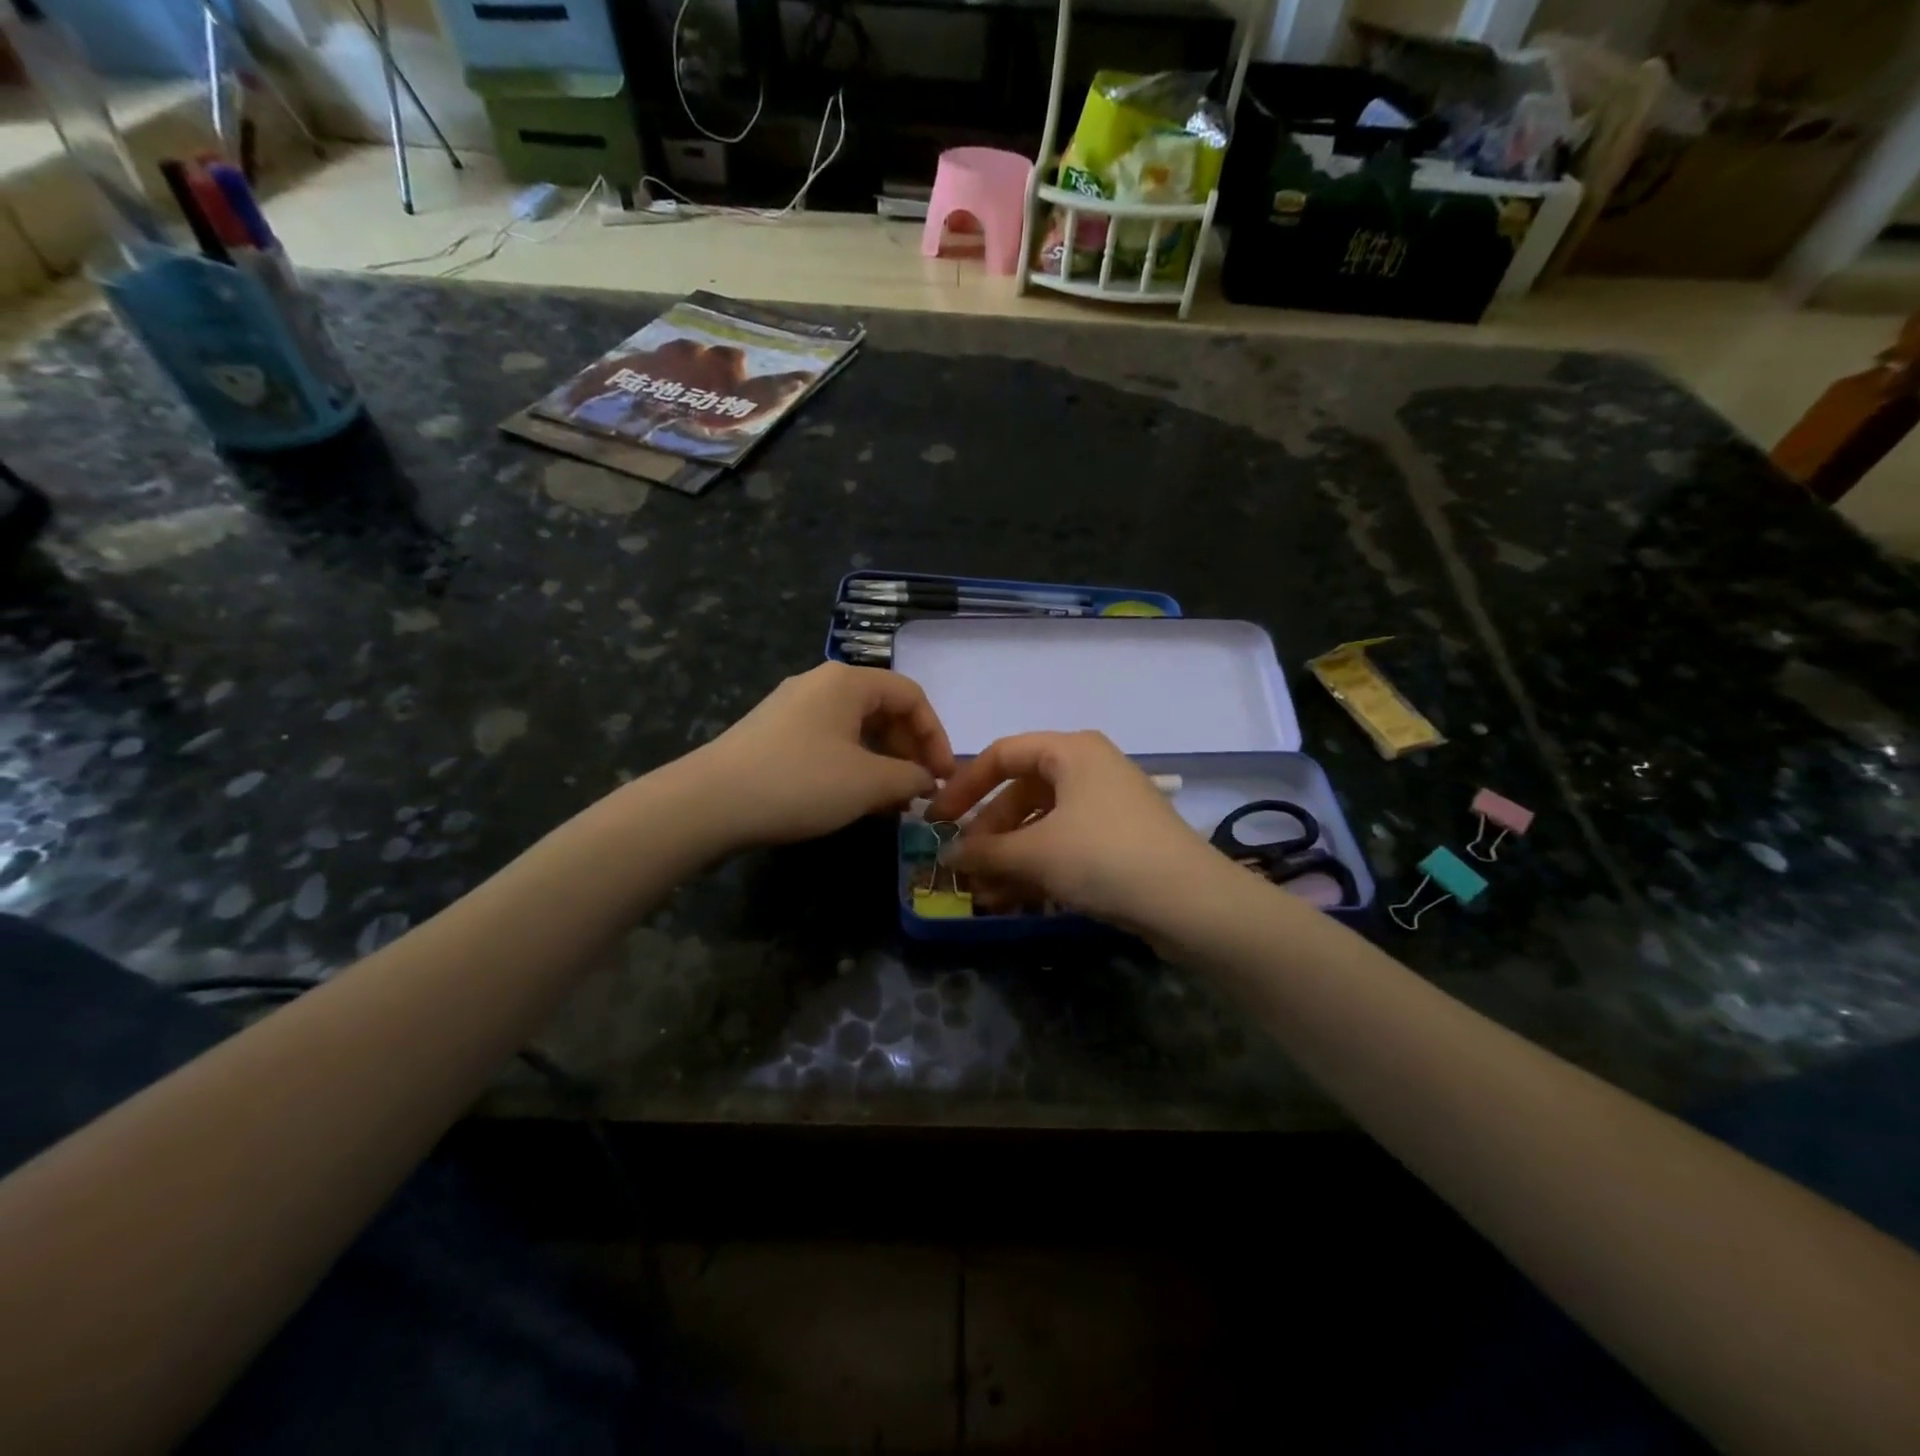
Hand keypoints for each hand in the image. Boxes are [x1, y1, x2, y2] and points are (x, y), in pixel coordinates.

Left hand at [692, 663, 955, 849]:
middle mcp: (821, 684)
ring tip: (892, 802)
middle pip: (883, 709)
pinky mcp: (774, 734)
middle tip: (920, 790)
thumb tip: (926, 779)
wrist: (709, 803)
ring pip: (856, 729)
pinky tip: (855, 800)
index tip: (944, 775)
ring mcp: (793, 708)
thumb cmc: (800, 782)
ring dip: (883, 762)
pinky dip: (853, 766)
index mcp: (848, 681)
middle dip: (909, 750)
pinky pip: (829, 742)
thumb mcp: (868, 783)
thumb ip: (910, 777)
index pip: (911, 696)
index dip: (936, 735)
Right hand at [924, 731, 1223, 932]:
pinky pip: (1065, 845)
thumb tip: (947, 857)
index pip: (1002, 755)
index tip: (937, 819)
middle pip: (1022, 793)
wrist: (1191, 902)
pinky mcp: (1119, 840)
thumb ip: (985, 852)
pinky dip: (1038, 867)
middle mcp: (1089, 769)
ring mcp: (1107, 806)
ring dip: (1010, 857)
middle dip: (989, 833)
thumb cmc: (1104, 857)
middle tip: (964, 865)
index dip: (964, 786)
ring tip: (983, 893)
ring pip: (1043, 824)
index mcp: (1071, 751)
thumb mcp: (1036, 852)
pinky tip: (1013, 899)